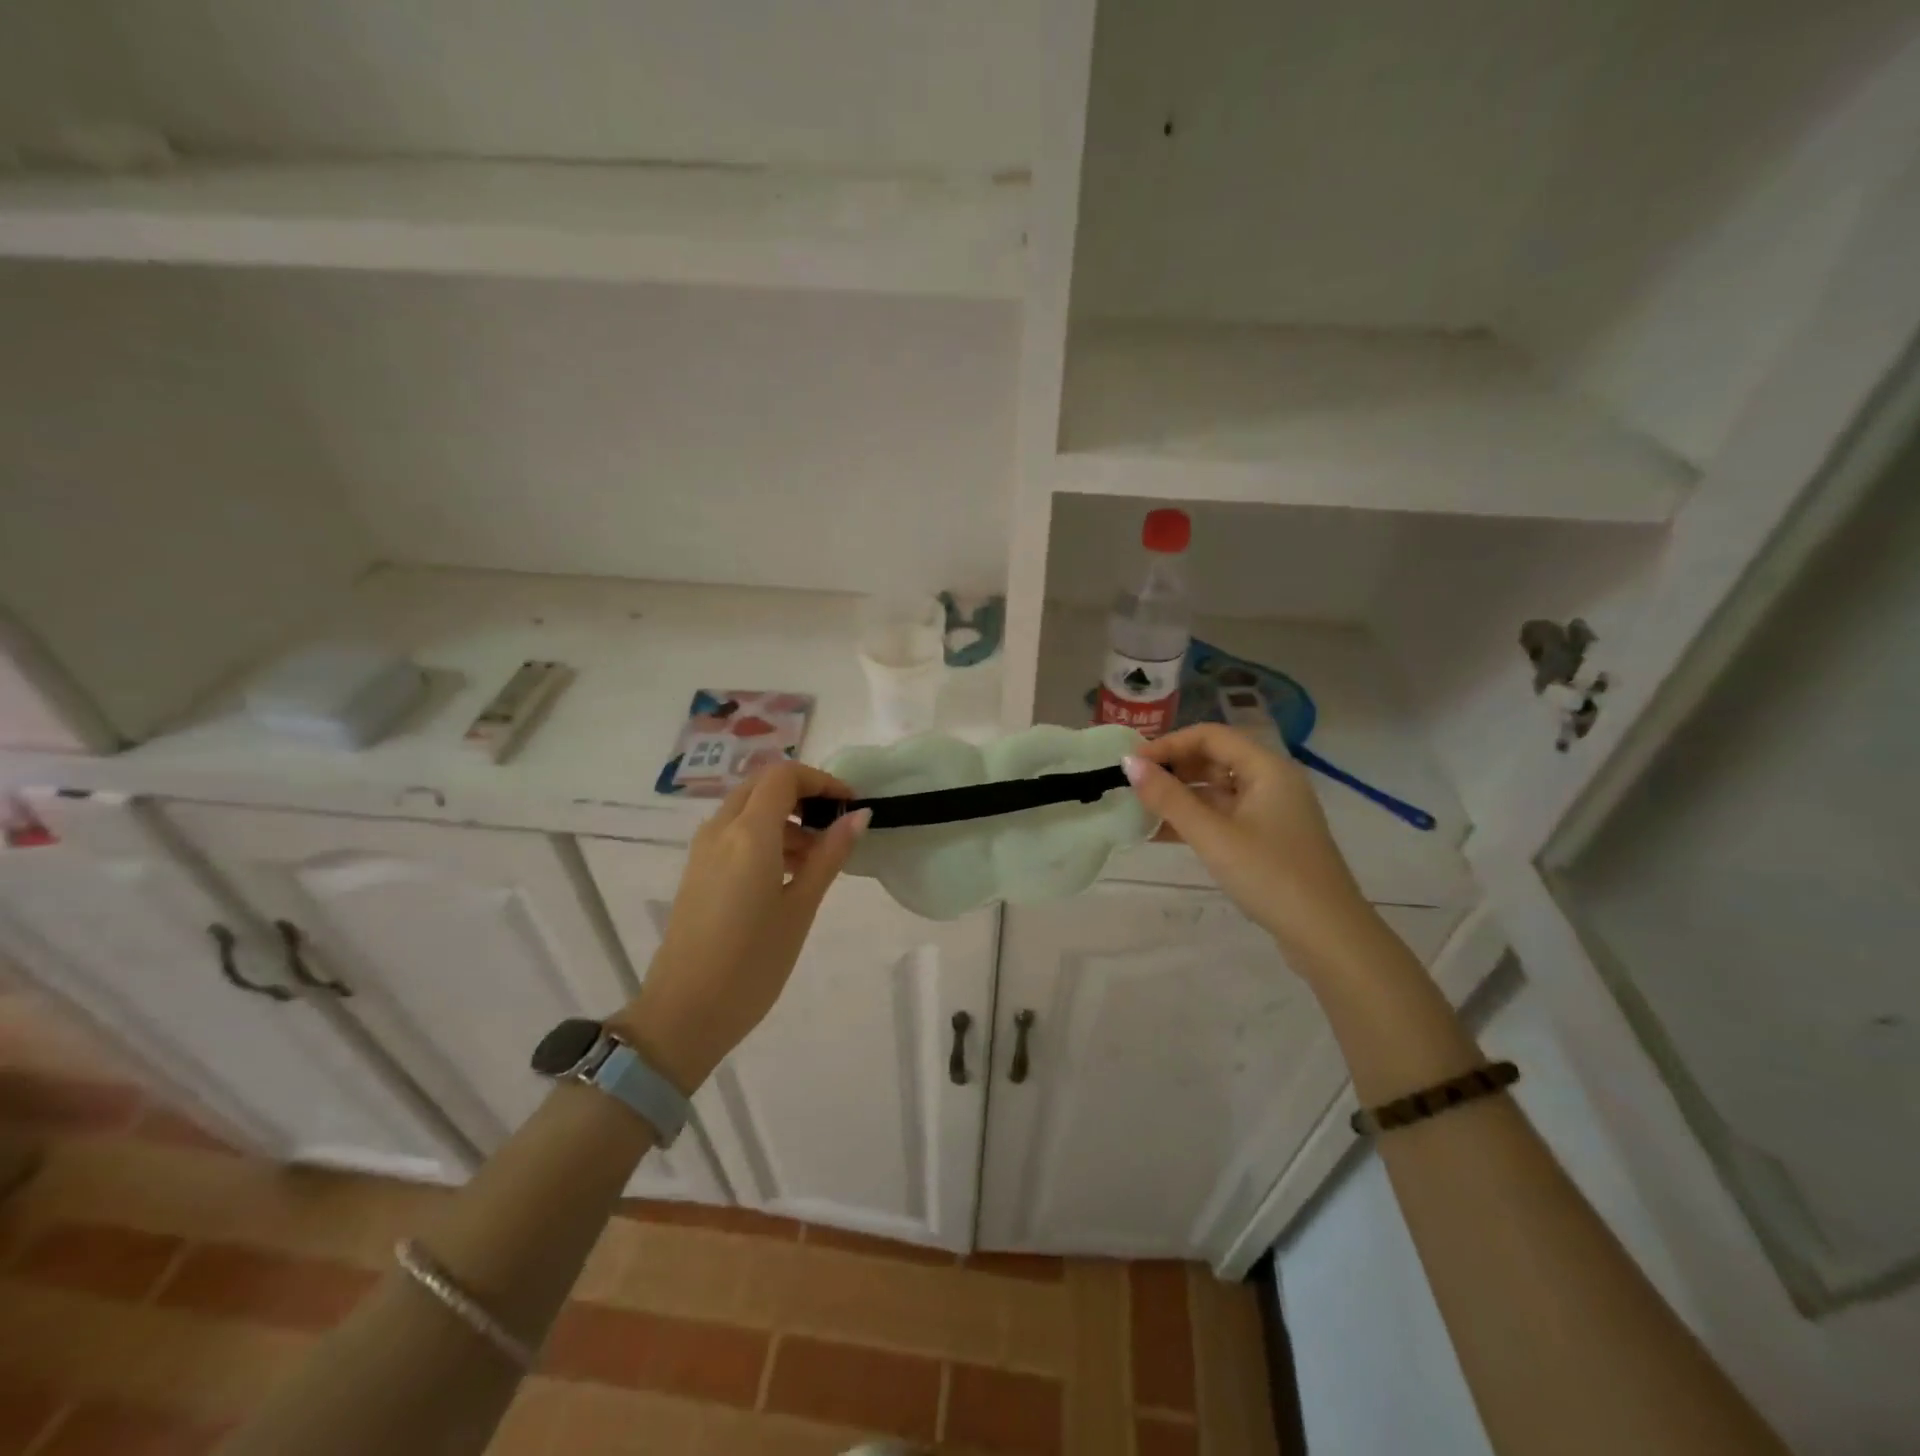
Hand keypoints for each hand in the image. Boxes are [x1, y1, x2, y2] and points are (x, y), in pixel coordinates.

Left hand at [616, 763, 870, 1090]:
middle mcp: (720, 830)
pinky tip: (786, 874)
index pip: (783, 776)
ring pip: (747, 809)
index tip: (849, 805)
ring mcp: (703, 850)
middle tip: (834, 825)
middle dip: (802, 795)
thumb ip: (830, 855)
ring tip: (817, 859)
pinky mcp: (697, 871)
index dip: (821, 781)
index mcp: (748, 834)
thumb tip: (859, 816)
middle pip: (762, 786)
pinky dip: (764, 836)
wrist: (684, 1013)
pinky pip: (733, 833)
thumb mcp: (800, 908)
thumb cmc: (752, 963)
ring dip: (784, 817)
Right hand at [1122, 725, 1368, 950]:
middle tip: (1133, 785)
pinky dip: (1195, 819)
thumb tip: (1129, 764)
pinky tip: (1163, 834)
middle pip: (1214, 759)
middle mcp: (1272, 782)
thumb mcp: (1213, 836)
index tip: (1132, 763)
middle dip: (1172, 769)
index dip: (1168, 744)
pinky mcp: (1268, 839)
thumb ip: (1169, 798)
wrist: (1327, 936)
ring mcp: (1271, 812)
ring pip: (1217, 790)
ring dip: (1180, 796)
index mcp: (1267, 769)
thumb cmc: (1270, 876)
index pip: (1210, 736)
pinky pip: (1224, 816)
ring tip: (1141, 809)